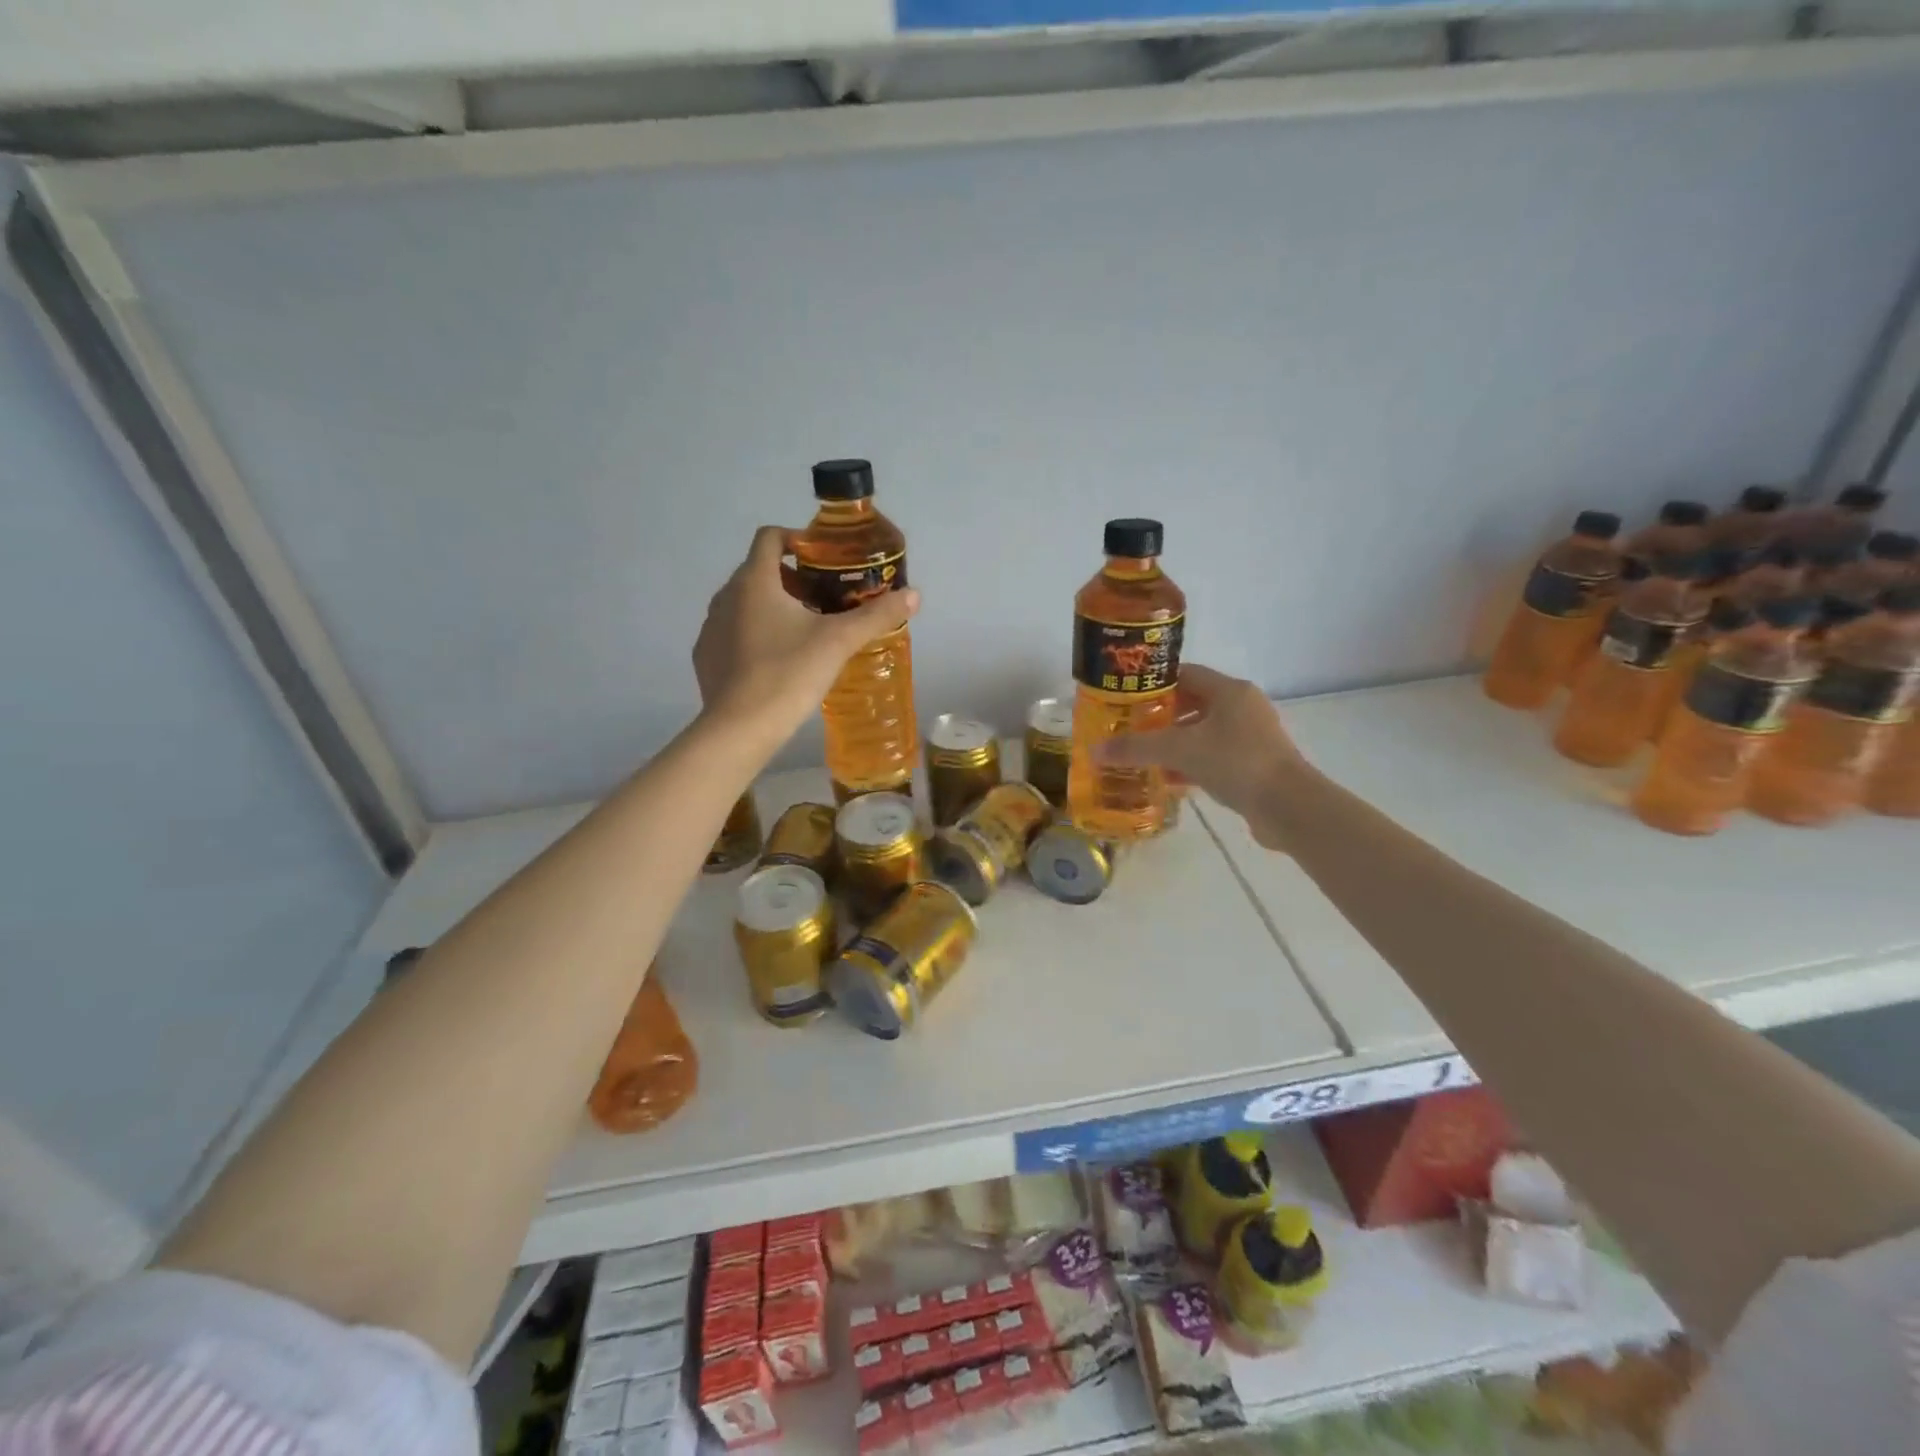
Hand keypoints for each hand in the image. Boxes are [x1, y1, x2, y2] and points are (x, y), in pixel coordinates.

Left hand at [693, 526, 919, 742]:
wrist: (739, 729)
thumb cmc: (788, 674)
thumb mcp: (839, 642)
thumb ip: (876, 615)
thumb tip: (914, 595)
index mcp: (754, 581)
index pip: (770, 537)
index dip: (798, 539)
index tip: (824, 559)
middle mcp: (725, 596)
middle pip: (761, 572)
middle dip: (794, 580)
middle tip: (826, 602)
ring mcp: (711, 627)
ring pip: (746, 603)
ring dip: (774, 608)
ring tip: (806, 633)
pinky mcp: (705, 657)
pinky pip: (733, 633)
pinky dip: (755, 636)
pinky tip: (777, 662)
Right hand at [1098, 663, 1307, 848]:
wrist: (1288, 806)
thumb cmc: (1235, 762)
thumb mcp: (1178, 751)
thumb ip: (1136, 748)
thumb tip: (1094, 751)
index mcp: (1229, 691)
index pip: (1185, 674)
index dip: (1154, 682)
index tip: (1126, 695)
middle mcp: (1243, 707)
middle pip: (1193, 703)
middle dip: (1160, 715)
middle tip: (1129, 727)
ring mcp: (1251, 737)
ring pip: (1203, 733)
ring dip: (1174, 743)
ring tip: (1142, 754)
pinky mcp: (1254, 765)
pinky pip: (1214, 757)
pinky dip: (1190, 764)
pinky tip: (1167, 780)